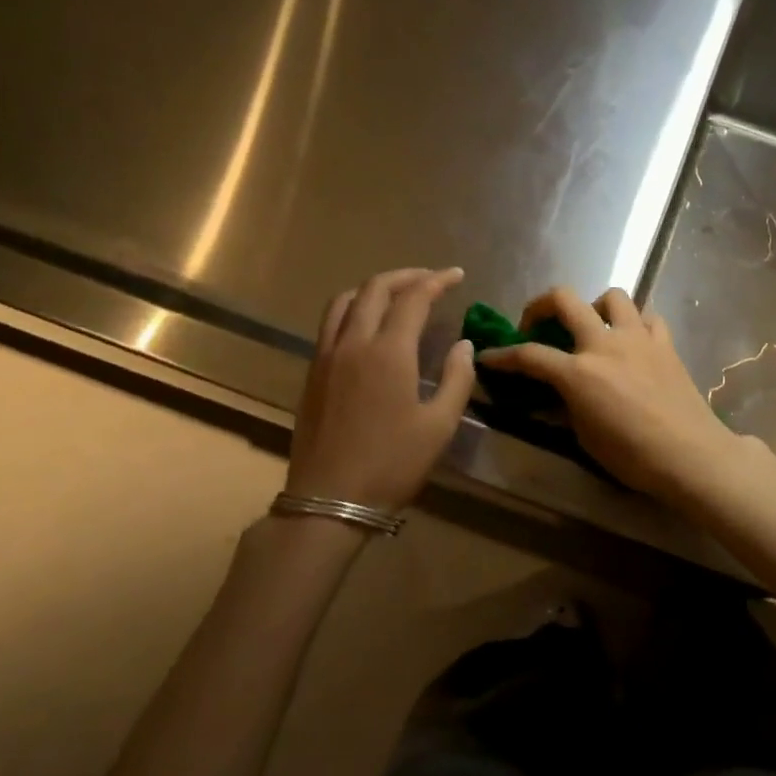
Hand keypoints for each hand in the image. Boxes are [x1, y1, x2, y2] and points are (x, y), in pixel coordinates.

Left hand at [287, 268, 476, 511]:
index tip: (457, 275)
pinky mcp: (312, 373)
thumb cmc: (392, 465)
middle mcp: (353, 343)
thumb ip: (456, 379)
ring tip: (397, 294)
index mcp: (388, 352)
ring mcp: (326, 356)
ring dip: (373, 288)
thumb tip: (463, 345)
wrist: (330, 500)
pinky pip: (330, 323)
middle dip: (406, 276)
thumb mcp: (439, 426)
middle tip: (431, 279)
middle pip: (375, 289)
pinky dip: (351, 308)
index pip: (413, 298)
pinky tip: (366, 325)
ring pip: (345, 300)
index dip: (437, 281)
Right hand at [477, 287, 739, 498]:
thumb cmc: (633, 456)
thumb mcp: (585, 437)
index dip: (503, 356)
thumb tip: (553, 395)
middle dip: (541, 305)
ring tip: (592, 328)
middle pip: (565, 299)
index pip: (529, 355)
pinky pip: (648, 317)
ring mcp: (638, 338)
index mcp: (578, 372)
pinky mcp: (665, 343)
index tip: (489, 357)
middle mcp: (604, 344)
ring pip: (612, 296)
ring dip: (594, 306)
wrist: (691, 455)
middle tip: (536, 325)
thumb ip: (565, 406)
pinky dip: (636, 323)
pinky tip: (632, 341)